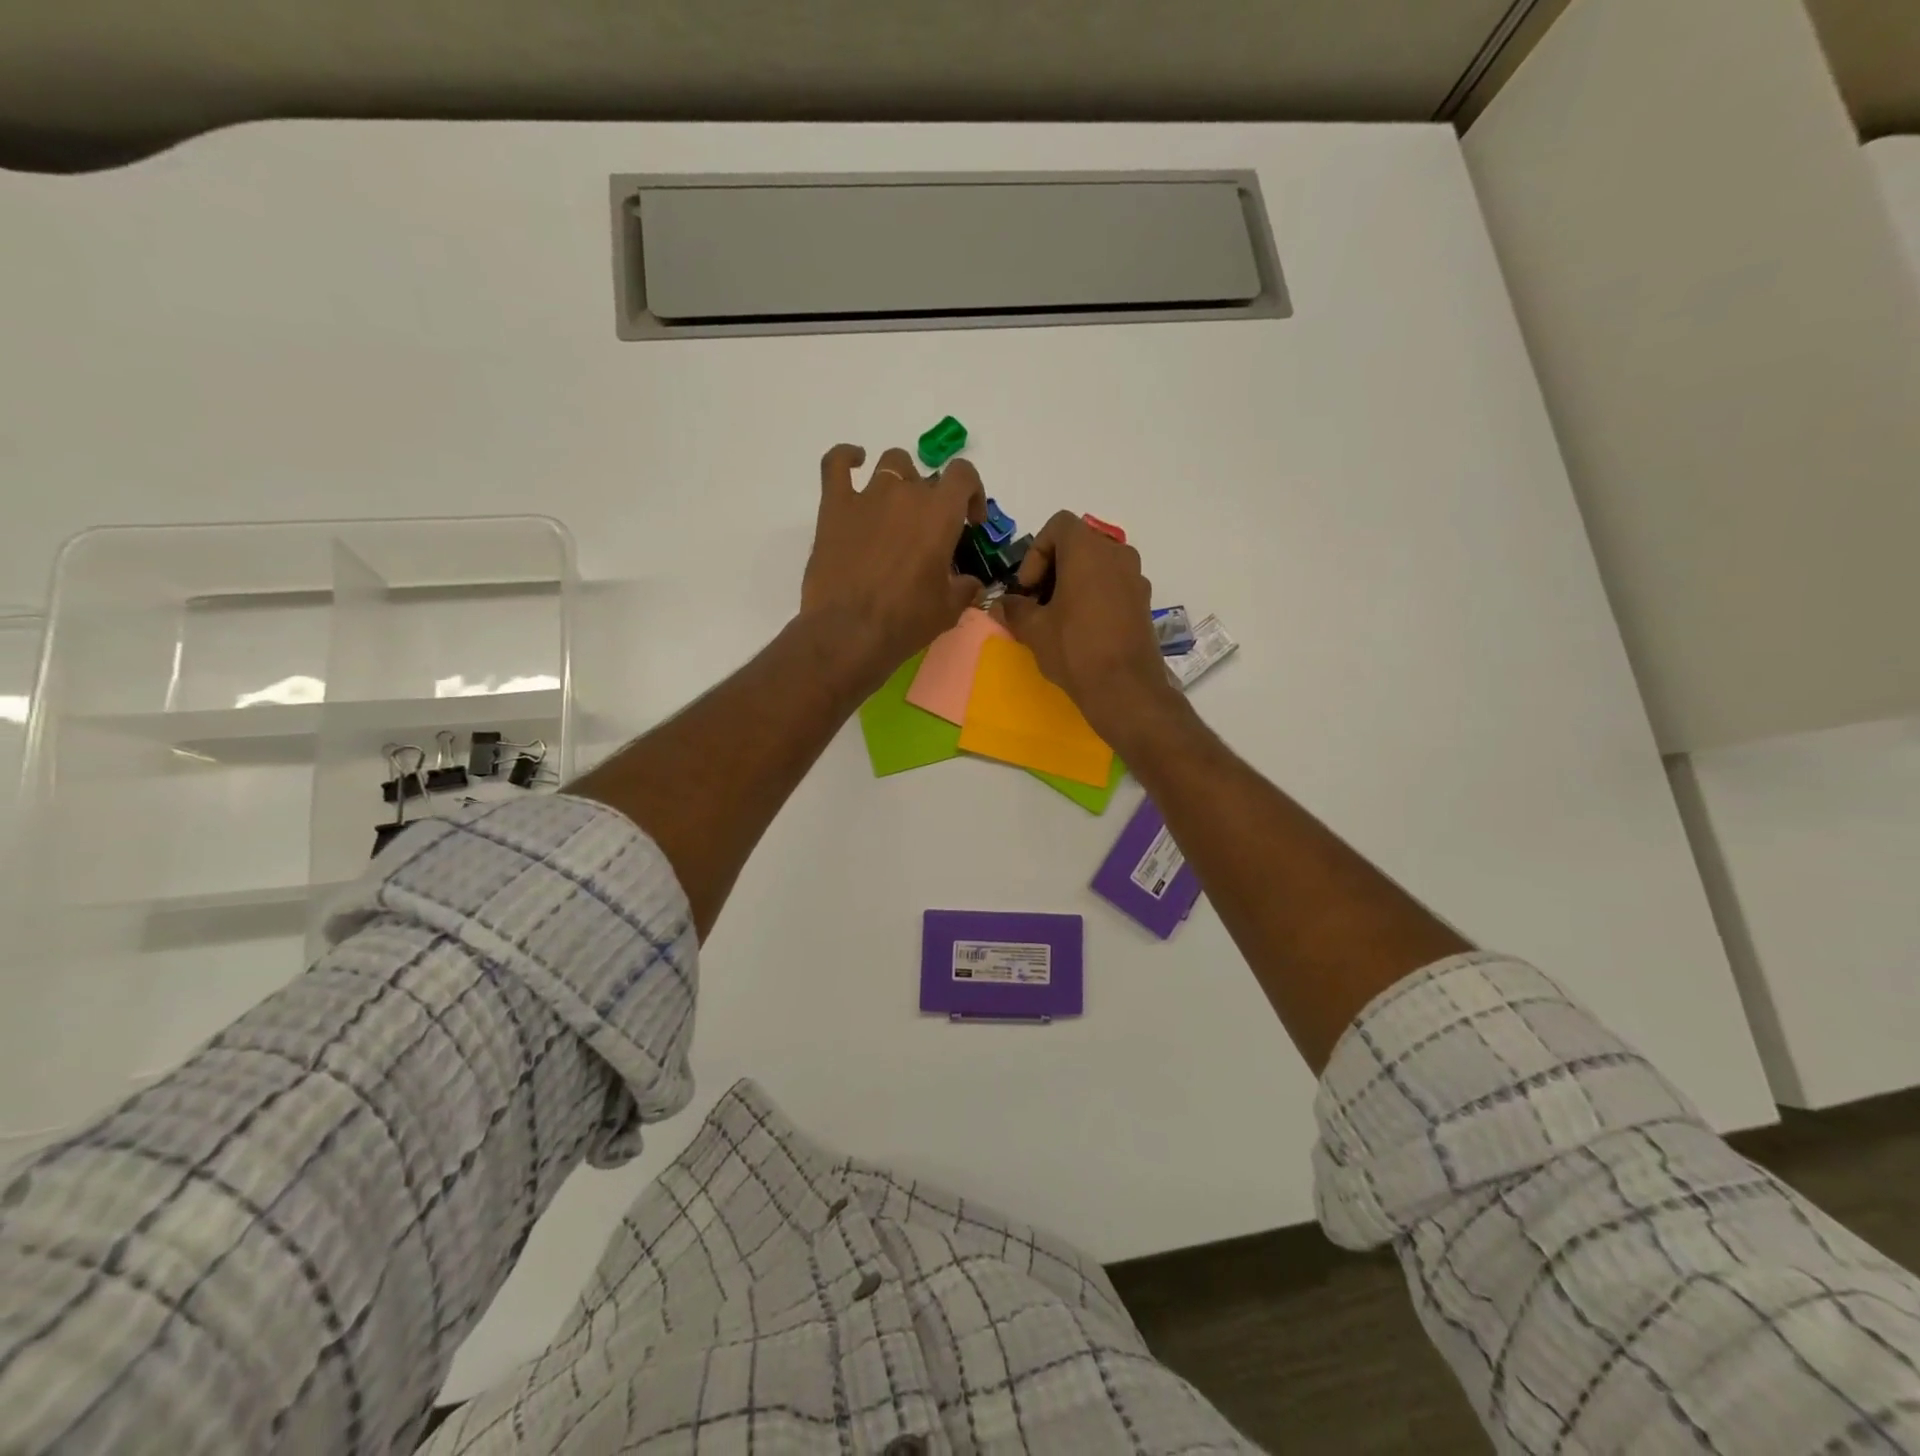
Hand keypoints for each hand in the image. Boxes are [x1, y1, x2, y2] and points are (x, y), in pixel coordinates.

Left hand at [800, 444, 986, 686]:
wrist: (849, 632)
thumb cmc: (905, 621)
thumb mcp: (948, 610)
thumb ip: (964, 588)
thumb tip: (971, 584)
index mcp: (940, 513)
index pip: (964, 475)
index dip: (972, 492)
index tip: (970, 521)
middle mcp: (906, 493)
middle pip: (927, 478)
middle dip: (933, 501)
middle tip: (927, 534)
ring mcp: (867, 496)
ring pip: (890, 464)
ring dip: (900, 480)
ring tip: (896, 508)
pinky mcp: (834, 506)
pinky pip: (836, 463)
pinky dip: (847, 457)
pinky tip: (854, 461)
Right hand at [997, 511, 1182, 741]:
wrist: (1125, 689)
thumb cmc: (1075, 649)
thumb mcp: (1034, 629)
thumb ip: (1014, 609)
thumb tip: (1003, 604)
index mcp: (1088, 550)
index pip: (1058, 525)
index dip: (1036, 552)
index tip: (1028, 587)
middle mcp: (1117, 554)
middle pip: (1079, 544)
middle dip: (1053, 567)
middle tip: (1037, 602)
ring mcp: (1136, 578)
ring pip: (1097, 566)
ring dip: (1074, 582)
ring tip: (1058, 617)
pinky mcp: (1144, 602)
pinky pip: (1113, 585)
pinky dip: (1094, 595)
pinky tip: (1082, 629)